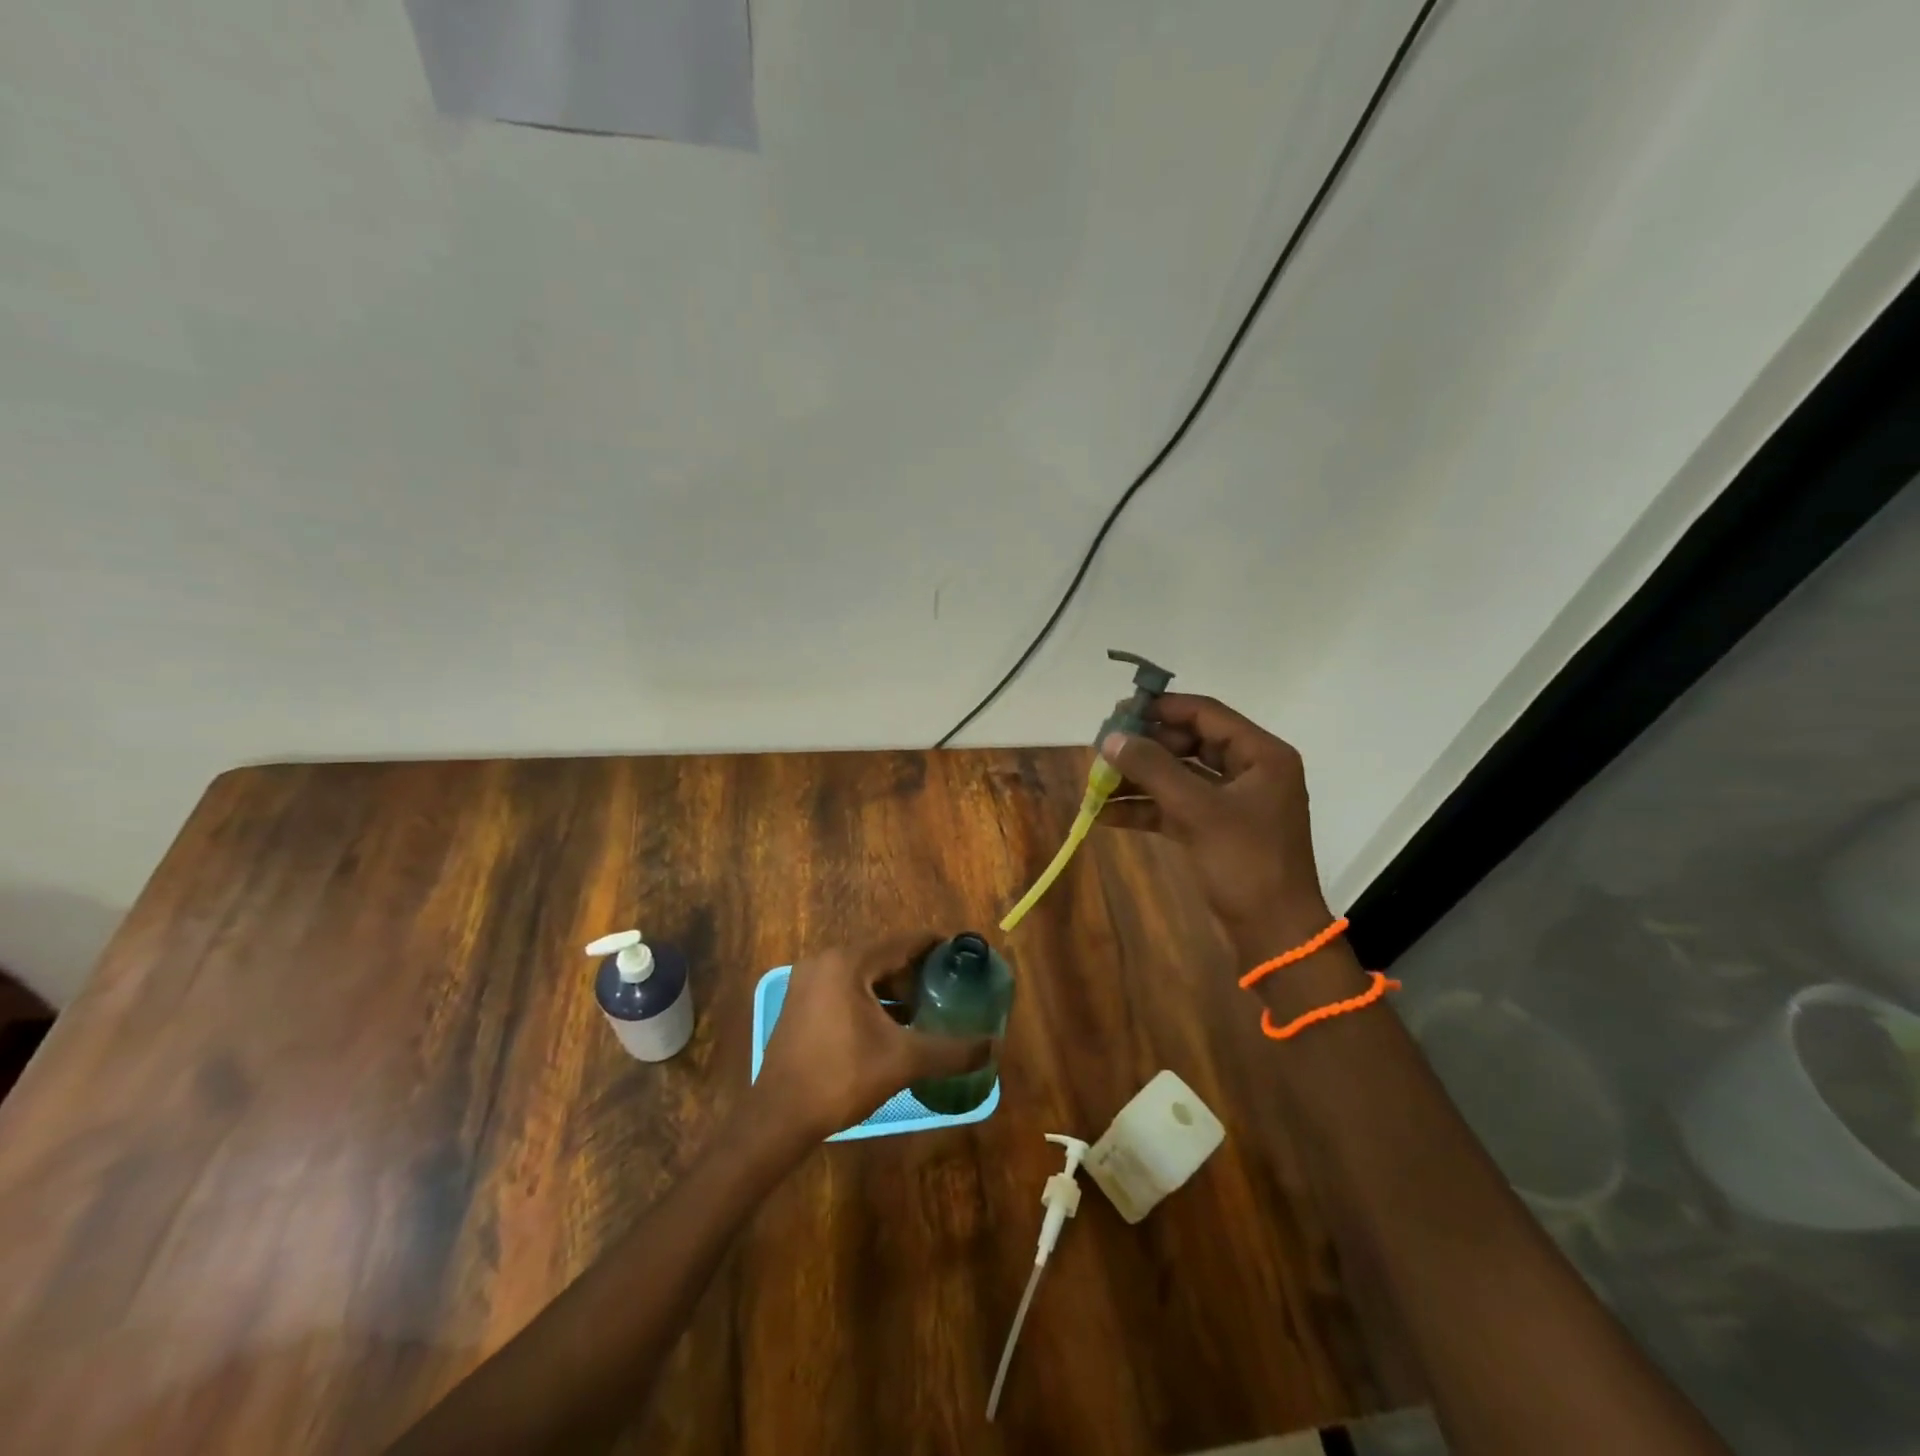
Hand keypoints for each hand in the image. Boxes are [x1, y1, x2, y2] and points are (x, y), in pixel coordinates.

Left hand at [755, 933, 992, 1139]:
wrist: (778, 1119)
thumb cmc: (841, 1077)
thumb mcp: (903, 1061)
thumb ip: (951, 1051)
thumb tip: (994, 1046)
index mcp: (848, 962)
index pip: (903, 942)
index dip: (937, 947)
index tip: (964, 957)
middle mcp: (825, 962)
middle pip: (883, 957)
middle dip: (917, 972)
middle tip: (950, 988)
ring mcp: (808, 983)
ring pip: (864, 975)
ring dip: (895, 989)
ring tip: (927, 1008)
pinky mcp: (801, 1005)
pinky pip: (846, 990)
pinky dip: (872, 1001)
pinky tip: (893, 1025)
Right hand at [1099, 694, 1332, 951]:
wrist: (1274, 933)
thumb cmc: (1246, 863)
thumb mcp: (1198, 811)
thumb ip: (1153, 769)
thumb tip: (1110, 739)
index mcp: (1261, 755)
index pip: (1205, 714)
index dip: (1160, 709)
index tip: (1117, 713)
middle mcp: (1249, 770)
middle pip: (1188, 744)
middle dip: (1143, 748)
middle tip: (1102, 751)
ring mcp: (1232, 801)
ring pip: (1178, 776)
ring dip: (1139, 779)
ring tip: (1096, 783)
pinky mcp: (1216, 828)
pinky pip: (1176, 806)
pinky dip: (1145, 808)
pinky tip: (1106, 814)